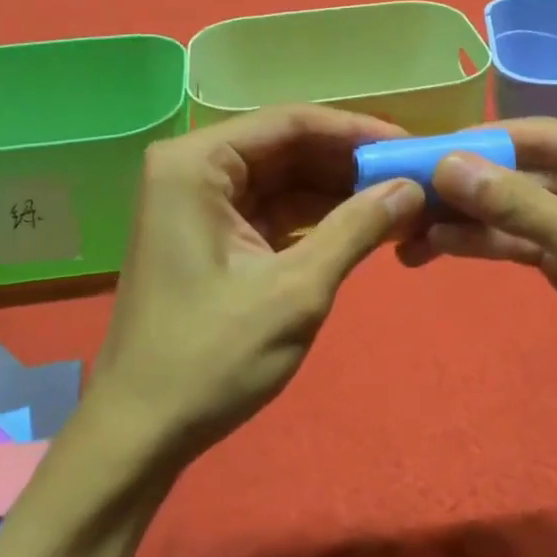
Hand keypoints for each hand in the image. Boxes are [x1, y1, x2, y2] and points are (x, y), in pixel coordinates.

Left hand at [89, 105, 424, 469]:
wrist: (142, 433)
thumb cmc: (211, 357)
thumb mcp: (295, 290)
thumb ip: (356, 229)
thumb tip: (412, 187)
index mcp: (196, 164)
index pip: (290, 123)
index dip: (355, 132)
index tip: (410, 146)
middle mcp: (193, 170)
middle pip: (287, 148)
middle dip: (349, 164)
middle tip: (414, 177)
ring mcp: (200, 204)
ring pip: (284, 180)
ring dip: (338, 193)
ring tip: (402, 202)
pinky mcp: (212, 237)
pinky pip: (274, 212)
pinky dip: (316, 221)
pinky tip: (365, 227)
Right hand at [397, 119, 556, 420]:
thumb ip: (518, 205)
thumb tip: (444, 165)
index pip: (541, 136)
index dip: (478, 145)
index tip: (417, 153)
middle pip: (519, 169)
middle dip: (463, 187)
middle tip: (401, 194)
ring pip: (510, 204)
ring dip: (461, 217)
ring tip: (404, 229)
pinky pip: (513, 234)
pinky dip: (476, 241)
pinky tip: (431, 247)